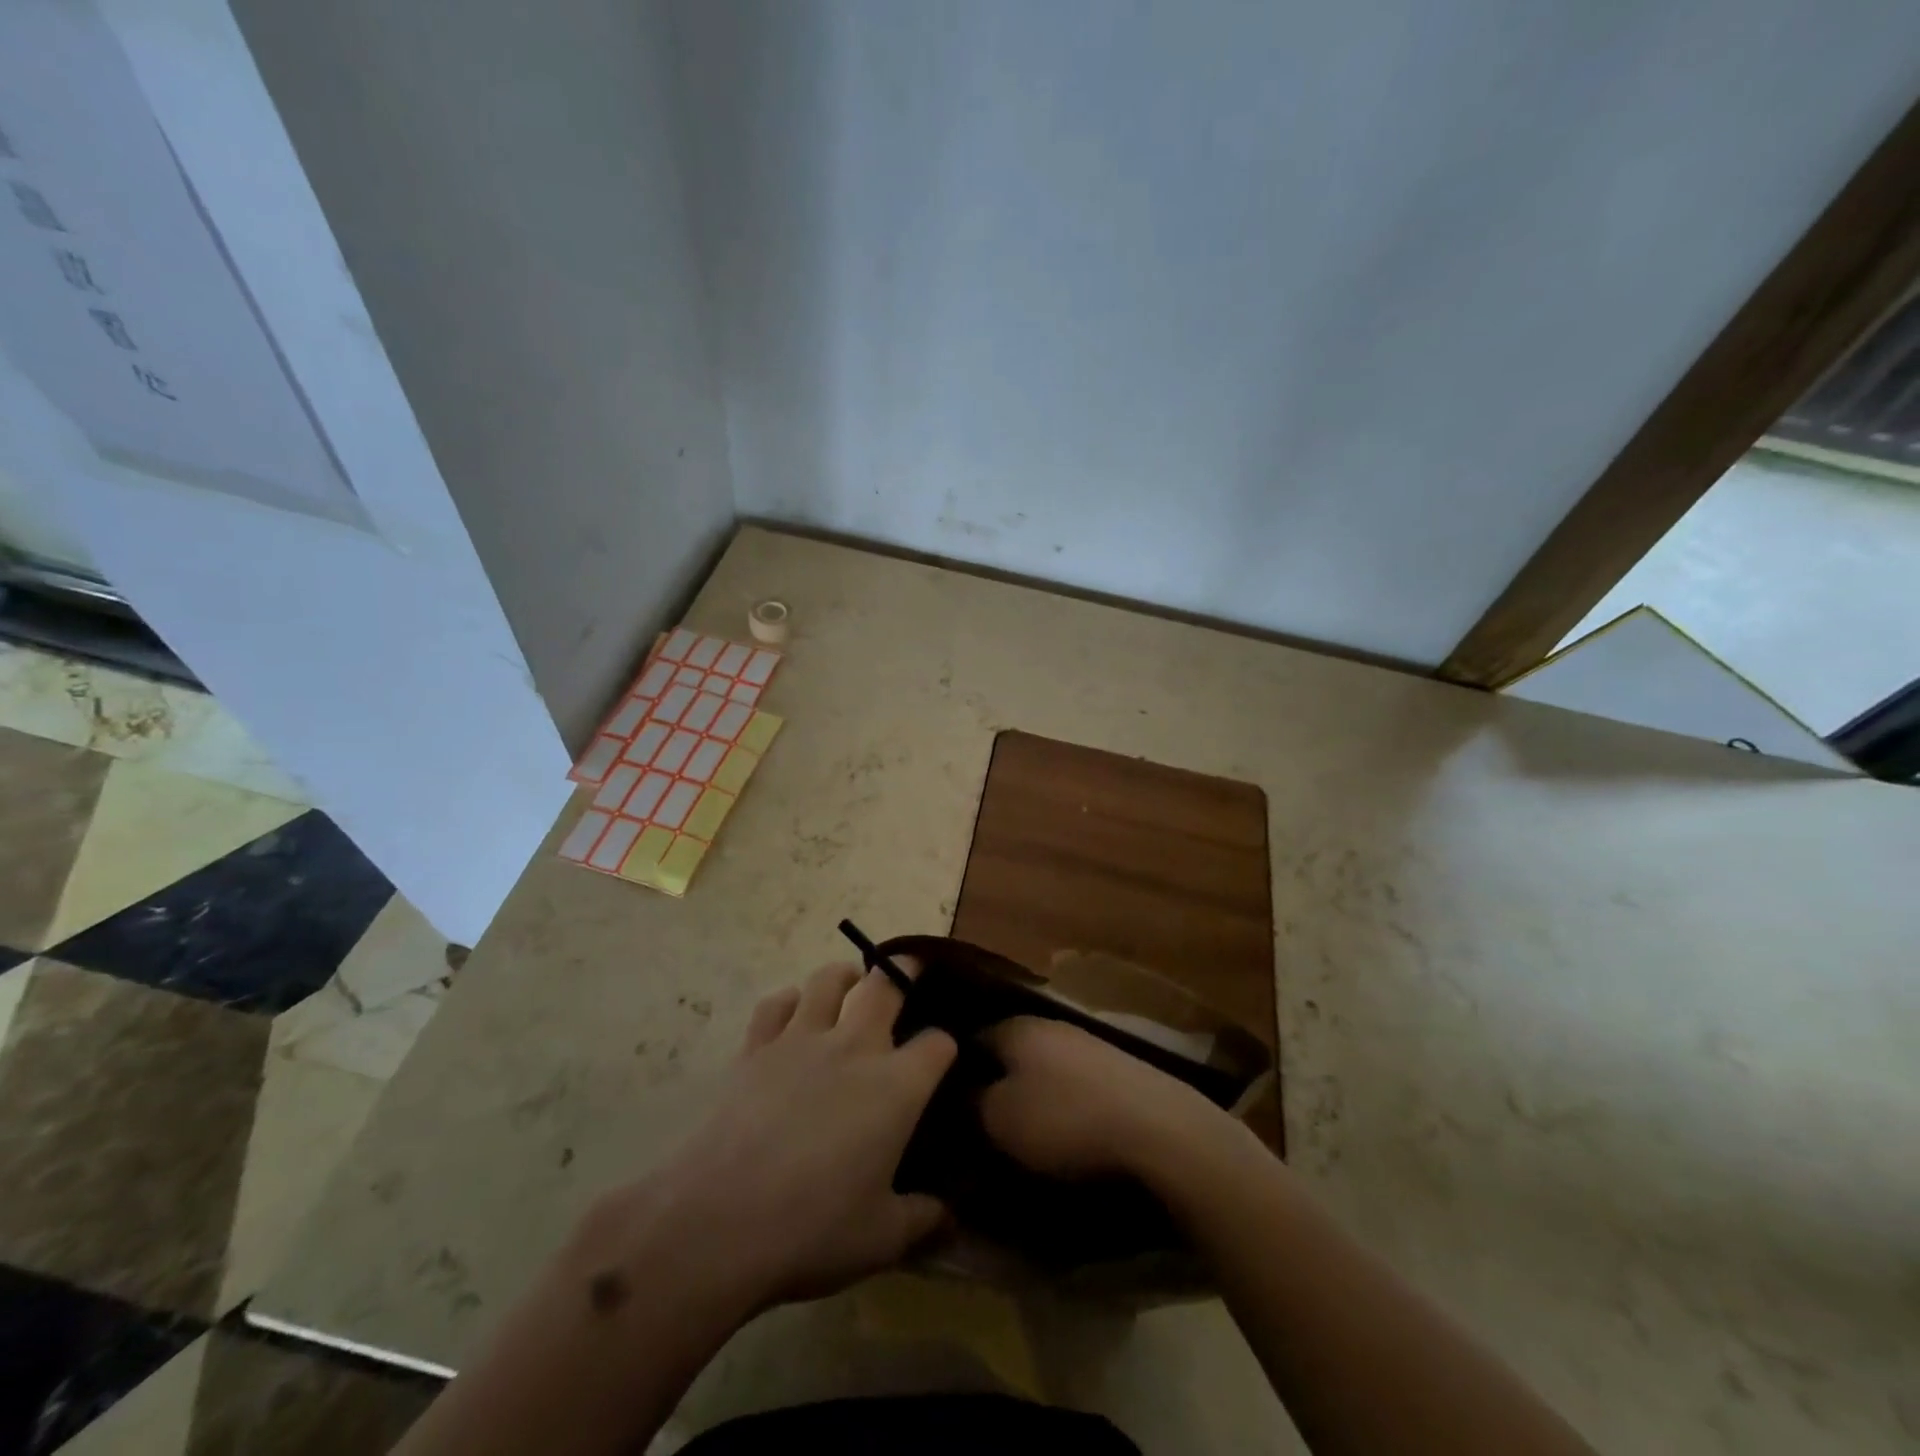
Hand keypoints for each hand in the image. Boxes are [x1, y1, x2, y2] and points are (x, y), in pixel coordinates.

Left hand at [632, 961, 954, 1310]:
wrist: (720, 1222)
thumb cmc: (813, 1230)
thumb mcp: (882, 1239)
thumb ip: (924, 1219)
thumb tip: (951, 1216)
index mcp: (897, 1086)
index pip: (937, 1044)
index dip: (946, 1046)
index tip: (944, 1058)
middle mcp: (854, 1047)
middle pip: (887, 986)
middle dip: (906, 969)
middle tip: (911, 968)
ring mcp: (801, 1041)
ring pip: (828, 980)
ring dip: (844, 975)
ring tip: (850, 981)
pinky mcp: (755, 1048)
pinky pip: (775, 1005)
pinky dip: (787, 1001)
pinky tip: (791, 1012)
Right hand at [977, 1016, 1238, 1181]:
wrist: (1157, 1127)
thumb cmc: (1065, 1119)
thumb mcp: (1000, 1120)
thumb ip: (971, 1104)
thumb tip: (961, 1095)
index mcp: (1015, 1028)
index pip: (971, 1039)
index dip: (955, 1070)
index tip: (945, 1101)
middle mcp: (1049, 1024)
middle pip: (1009, 1051)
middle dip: (994, 1081)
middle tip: (980, 1121)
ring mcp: (1086, 1043)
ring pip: (1041, 1066)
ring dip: (1030, 1093)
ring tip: (1022, 1132)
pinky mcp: (1115, 1068)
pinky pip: (1072, 1082)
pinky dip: (1063, 1102)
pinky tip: (1065, 1130)